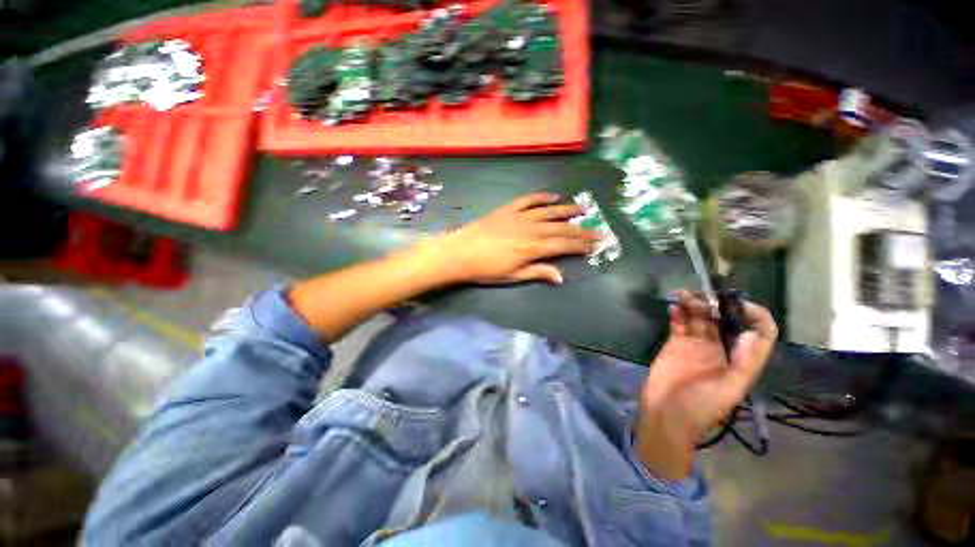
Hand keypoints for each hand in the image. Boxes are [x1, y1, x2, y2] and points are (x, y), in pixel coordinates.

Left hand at [421, 193, 598, 284]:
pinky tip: (553, 196)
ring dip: (567, 209)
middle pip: (561, 228)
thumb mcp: (513, 276)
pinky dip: (542, 197)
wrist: (460, 252)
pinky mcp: (508, 209)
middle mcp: (531, 229)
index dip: (581, 245)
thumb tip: (560, 277)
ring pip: (549, 211)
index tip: (597, 245)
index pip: (564, 245)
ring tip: (583, 208)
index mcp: (533, 248)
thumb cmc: (486, 269)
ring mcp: (520, 216)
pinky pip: (528, 199)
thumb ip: (537, 273)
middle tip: (598, 229)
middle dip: (581, 229)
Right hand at [635, 291, 777, 479]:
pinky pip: (679, 323)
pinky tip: (673, 307)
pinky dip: (677, 313)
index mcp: (740, 360)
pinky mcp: (676, 343)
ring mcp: (697, 345)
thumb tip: (751, 333)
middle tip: (699, 297)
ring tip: (682, 296)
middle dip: (715, 304)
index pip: (759, 333)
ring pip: (700, 318)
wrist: (665, 414)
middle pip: (724, 319)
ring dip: (693, 304)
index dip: (754, 315)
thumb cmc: (700, 407)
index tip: (736, 303)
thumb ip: (742, 364)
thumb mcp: (727, 391)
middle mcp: (721, 348)